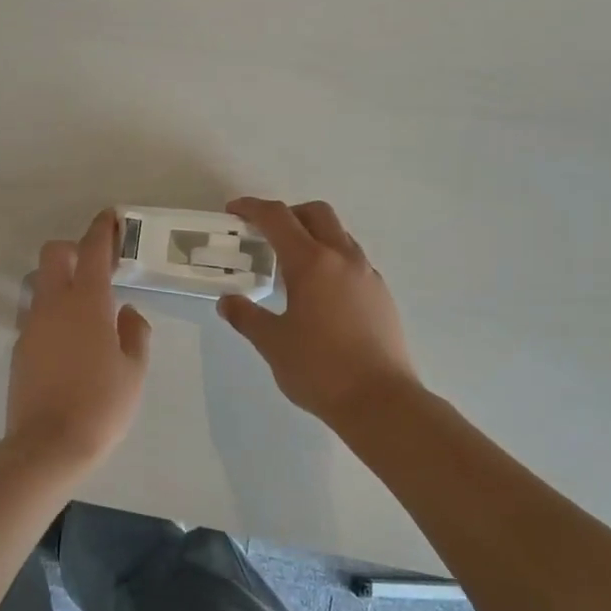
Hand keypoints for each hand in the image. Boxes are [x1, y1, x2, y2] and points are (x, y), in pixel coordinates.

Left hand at [6, 209, 152, 469]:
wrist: (49, 444)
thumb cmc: (102, 404)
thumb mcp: (134, 369)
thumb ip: (135, 332)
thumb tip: (127, 312)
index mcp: (87, 303)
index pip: (92, 250)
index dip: (101, 229)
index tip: (110, 217)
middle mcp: (53, 304)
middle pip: (54, 254)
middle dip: (74, 249)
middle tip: (97, 267)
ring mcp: (32, 325)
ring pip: (41, 284)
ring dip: (60, 282)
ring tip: (84, 309)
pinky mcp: (20, 347)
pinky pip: (36, 315)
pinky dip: (53, 314)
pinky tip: (70, 342)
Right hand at [219, 198, 421, 424]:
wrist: (381, 402)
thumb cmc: (319, 369)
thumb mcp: (272, 343)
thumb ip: (246, 316)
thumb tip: (228, 302)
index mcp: (312, 262)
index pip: (278, 218)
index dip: (252, 208)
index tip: (234, 211)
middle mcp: (343, 258)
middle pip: (316, 213)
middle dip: (288, 214)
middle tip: (266, 234)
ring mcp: (368, 275)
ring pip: (339, 235)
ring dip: (313, 236)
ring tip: (292, 266)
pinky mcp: (382, 295)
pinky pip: (353, 261)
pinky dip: (331, 260)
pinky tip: (320, 293)